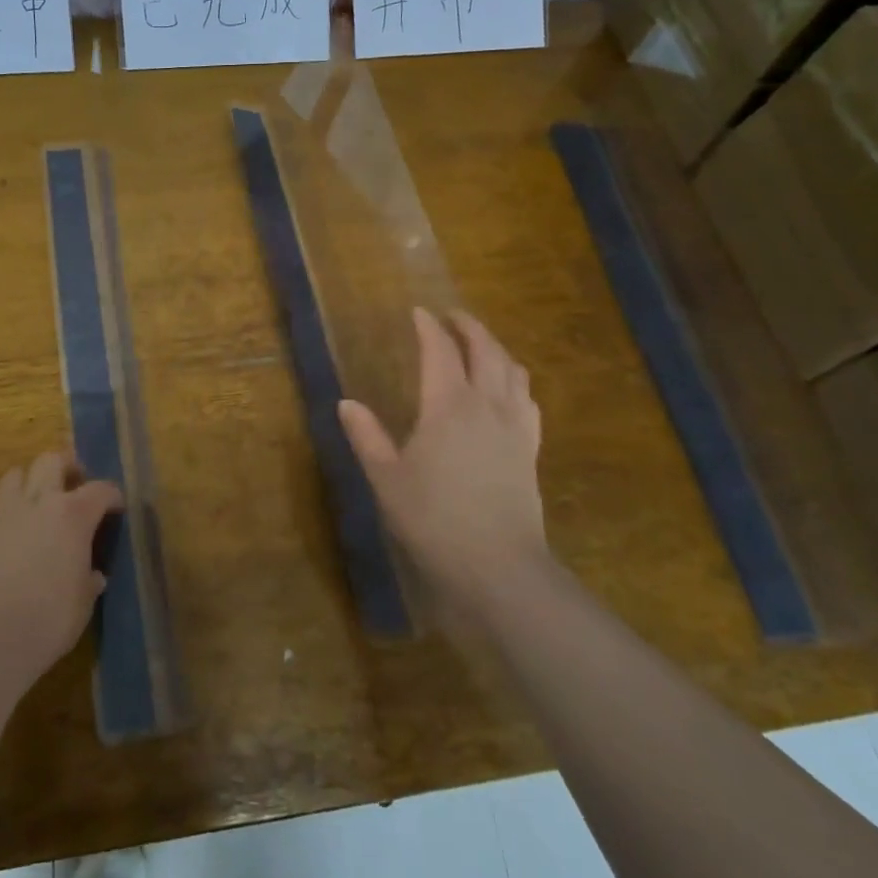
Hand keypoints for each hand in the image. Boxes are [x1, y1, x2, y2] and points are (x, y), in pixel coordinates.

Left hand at [0, 451, 120, 689]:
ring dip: (31, 481)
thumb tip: (93, 575)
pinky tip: (16, 532)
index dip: (112, 497)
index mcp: (74, 515)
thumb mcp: (83, 601)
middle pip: (52, 461)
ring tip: (39, 503)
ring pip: (17, 473)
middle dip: (67, 468)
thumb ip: (90, 579)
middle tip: (74, 487)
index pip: (101, 490)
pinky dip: (11, 508)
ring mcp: (6, 512)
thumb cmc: (49, 619)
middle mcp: (41, 502)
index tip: (116, 510)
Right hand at [338, 308, 545, 629]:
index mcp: (448, 405)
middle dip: (469, 327)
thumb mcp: (387, 479)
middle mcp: (487, 404)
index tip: (418, 312)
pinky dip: (515, 380)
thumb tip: (346, 404)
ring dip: (495, 348)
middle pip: (485, 350)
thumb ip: (367, 437)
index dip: (429, 327)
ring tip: (480, 345)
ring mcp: (515, 426)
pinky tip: (509, 390)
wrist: (498, 566)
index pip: (440, 351)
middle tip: (452, 316)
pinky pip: (527, 399)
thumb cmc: (434, 519)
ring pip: (513, 370)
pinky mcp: (530, 448)